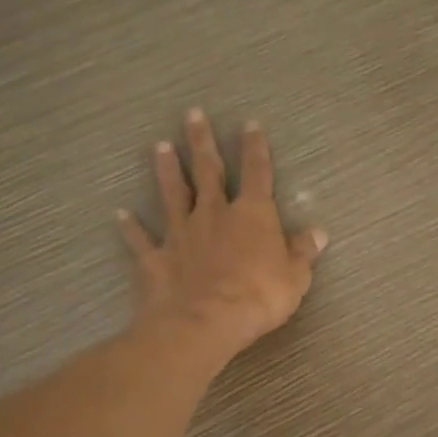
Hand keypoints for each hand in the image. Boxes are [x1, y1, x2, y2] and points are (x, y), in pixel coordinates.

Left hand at [118, 109, 326, 361]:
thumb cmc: (258, 297)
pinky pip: (141, 240)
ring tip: (160, 146)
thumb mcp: (295, 277)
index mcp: (251, 214)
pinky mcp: (156, 258)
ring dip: (166, 170)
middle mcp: (213, 214)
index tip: (249, 124)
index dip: (254, 148)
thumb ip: (303, 252)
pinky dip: (130, 227)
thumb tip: (318, 232)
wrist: (206, 322)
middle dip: (202, 142)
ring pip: (172, 194)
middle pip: (207, 171)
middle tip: (192, 114)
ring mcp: (181, 234)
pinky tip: (119, 215)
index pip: (256, 173)